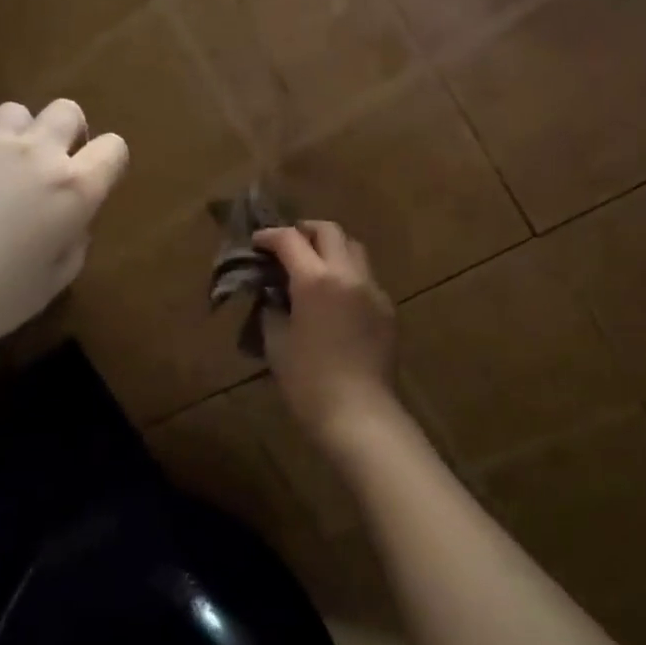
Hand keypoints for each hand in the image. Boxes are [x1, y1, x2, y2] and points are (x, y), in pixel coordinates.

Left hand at [0, 101, 127, 348]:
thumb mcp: (43, 291)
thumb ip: (69, 253)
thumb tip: (73, 229)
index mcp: (73, 189)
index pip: (114, 150)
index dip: (108, 162)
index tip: (92, 184)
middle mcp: (36, 152)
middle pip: (67, 112)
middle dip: (65, 132)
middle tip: (46, 167)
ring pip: (15, 109)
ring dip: (14, 132)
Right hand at [253, 221, 399, 449]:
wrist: (360, 414)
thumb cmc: (308, 382)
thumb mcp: (277, 342)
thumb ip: (273, 308)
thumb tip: (273, 293)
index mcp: (316, 280)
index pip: (290, 240)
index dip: (270, 236)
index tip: (258, 242)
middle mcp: (348, 274)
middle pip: (330, 231)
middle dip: (305, 230)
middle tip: (288, 244)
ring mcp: (373, 289)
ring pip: (354, 248)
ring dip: (331, 247)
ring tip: (313, 265)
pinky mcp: (388, 308)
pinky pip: (366, 277)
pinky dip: (347, 274)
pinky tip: (335, 297)